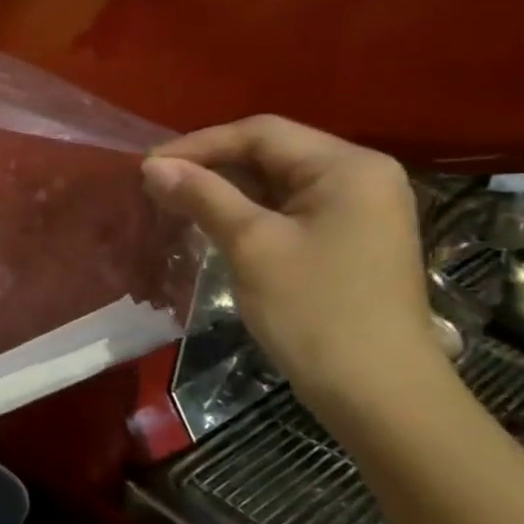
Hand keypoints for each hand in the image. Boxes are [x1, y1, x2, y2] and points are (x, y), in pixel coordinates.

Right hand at [142, 116, 441, 401]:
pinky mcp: (347, 240)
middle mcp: (360, 176)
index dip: (199, 144)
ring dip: (224, 190)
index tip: (147, 167)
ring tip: (173, 204)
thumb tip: (153, 166)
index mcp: (347, 167)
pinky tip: (211, 225)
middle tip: (155, 186)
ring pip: (276, 183)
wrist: (377, 391)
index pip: (261, 133)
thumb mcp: (251, 245)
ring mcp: (358, 210)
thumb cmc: (314, 310)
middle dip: (210, 166)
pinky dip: (246, 212)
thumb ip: (203, 196)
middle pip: (271, 153)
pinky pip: (287, 210)